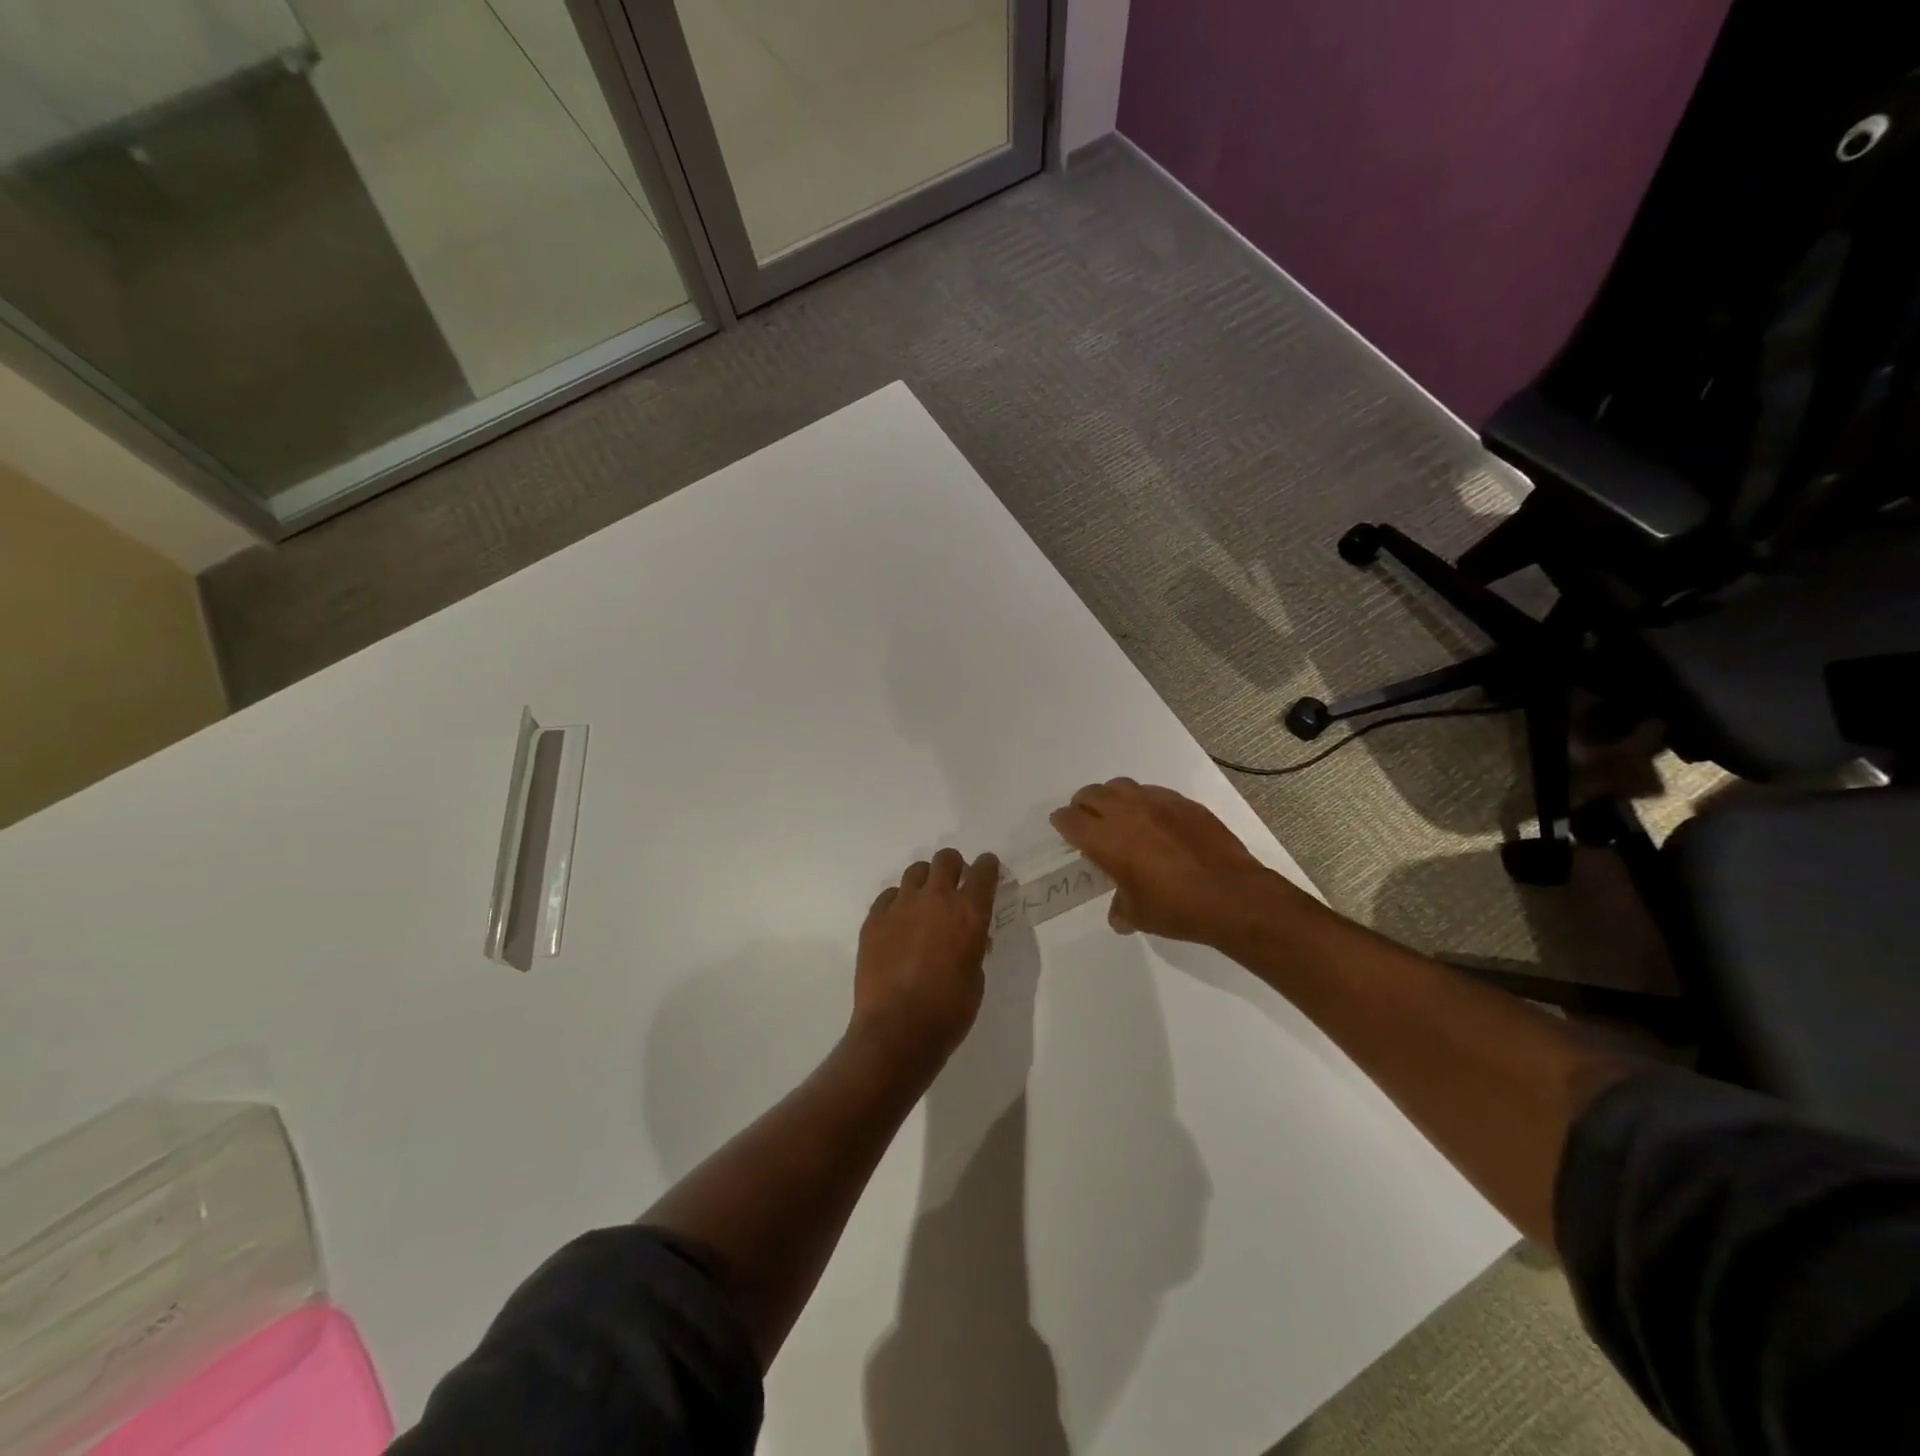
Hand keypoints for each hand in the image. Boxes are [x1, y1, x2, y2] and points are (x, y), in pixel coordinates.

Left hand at [852, 848, 1000, 1062]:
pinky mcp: (874, 919)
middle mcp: (936, 899)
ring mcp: (901, 906)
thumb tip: (967, 939)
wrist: (897, 1030)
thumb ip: (973, 948)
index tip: (987, 871)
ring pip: (915, 871)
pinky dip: (898, 903)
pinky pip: (889, 896)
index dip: (988, 867)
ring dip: (925, 882)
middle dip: (954, 867)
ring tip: (924, 905)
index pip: (984, 872)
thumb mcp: (976, 978)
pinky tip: (898, 923)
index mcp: (969, 913)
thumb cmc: (948, 1011)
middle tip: (954, 884)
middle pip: (946, 859)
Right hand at [1051, 779, 1300, 945]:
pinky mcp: (1184, 803)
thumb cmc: (1177, 909)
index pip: (1070, 820)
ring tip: (1119, 815)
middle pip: (1091, 795)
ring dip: (1112, 798)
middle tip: (1087, 821)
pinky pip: (1153, 792)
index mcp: (1105, 840)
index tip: (1064, 829)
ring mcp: (1157, 802)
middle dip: (1083, 806)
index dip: (1062, 823)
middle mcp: (1126, 813)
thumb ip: (1121, 908)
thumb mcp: (1139, 915)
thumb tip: (1118, 913)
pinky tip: (1155, 821)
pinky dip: (1144, 801)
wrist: (1232, 895)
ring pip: (1121, 786)